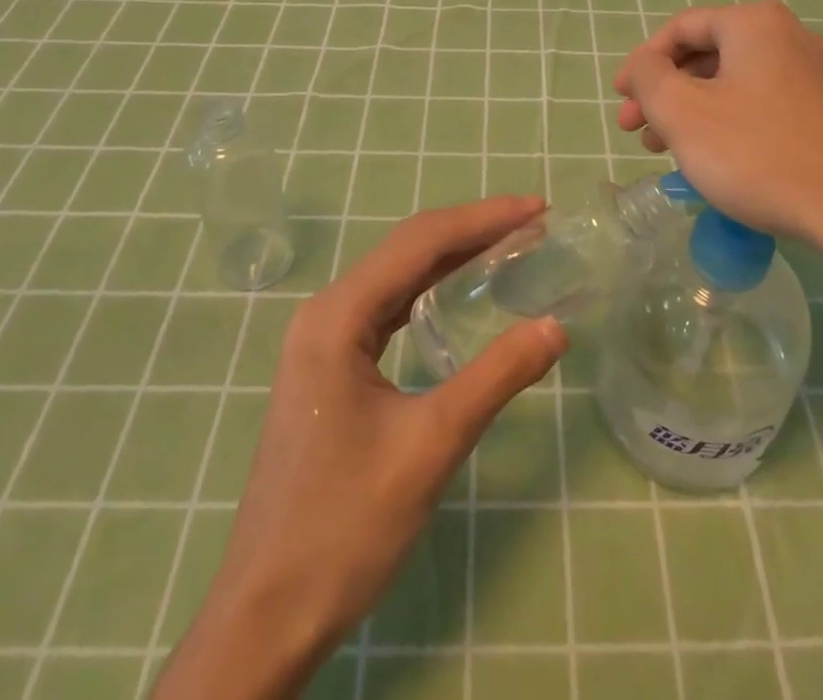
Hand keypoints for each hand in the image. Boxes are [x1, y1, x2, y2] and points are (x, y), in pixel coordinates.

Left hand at [154, 196, 567, 699]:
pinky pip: (388, 308)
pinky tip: (459, 292)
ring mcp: (323, 340)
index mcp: (338, 315)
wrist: (267, 614)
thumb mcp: (431, 446)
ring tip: (509, 246)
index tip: (538, 208)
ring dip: (453, 256)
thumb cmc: (344, 526)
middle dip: (472, 230)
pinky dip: (430, 290)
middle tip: (533, 223)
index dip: (483, 218)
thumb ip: (496, 377)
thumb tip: (556, 327)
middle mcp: (326, 312)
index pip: (421, 242)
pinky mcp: (329, 367)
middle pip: (408, 249)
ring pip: (397, 276)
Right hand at [615, 1, 822, 280]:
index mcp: (755, 24)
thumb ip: (648, 77)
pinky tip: (719, 160)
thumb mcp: (683, 112)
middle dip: (666, 92)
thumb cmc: (759, 154)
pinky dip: (731, 123)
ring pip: (737, 83)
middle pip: (709, 55)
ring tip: (669, 152)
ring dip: (695, 111)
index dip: (642, 62)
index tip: (620, 99)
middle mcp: (791, 37)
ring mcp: (820, 75)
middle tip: (638, 131)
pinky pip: (766, 105)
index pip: (681, 28)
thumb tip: (643, 64)